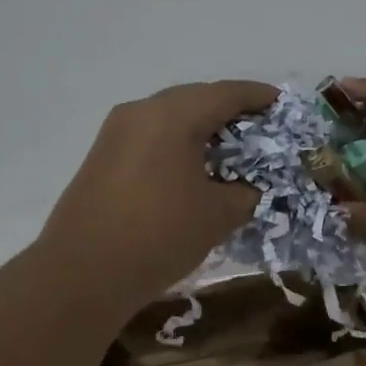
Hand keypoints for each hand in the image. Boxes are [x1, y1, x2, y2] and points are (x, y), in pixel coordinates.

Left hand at [37, 80, 274, 314]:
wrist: (83, 272)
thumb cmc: (159, 235)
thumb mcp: (217, 215)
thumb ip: (244, 193)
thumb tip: (247, 187)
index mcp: (172, 115)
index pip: (225, 93)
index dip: (258, 96)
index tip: (282, 104)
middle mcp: (141, 112)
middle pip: (195, 98)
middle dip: (229, 110)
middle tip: (260, 129)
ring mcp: (115, 132)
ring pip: (169, 117)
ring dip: (200, 128)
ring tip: (229, 149)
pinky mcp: (102, 156)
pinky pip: (149, 137)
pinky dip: (176, 143)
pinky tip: (192, 167)